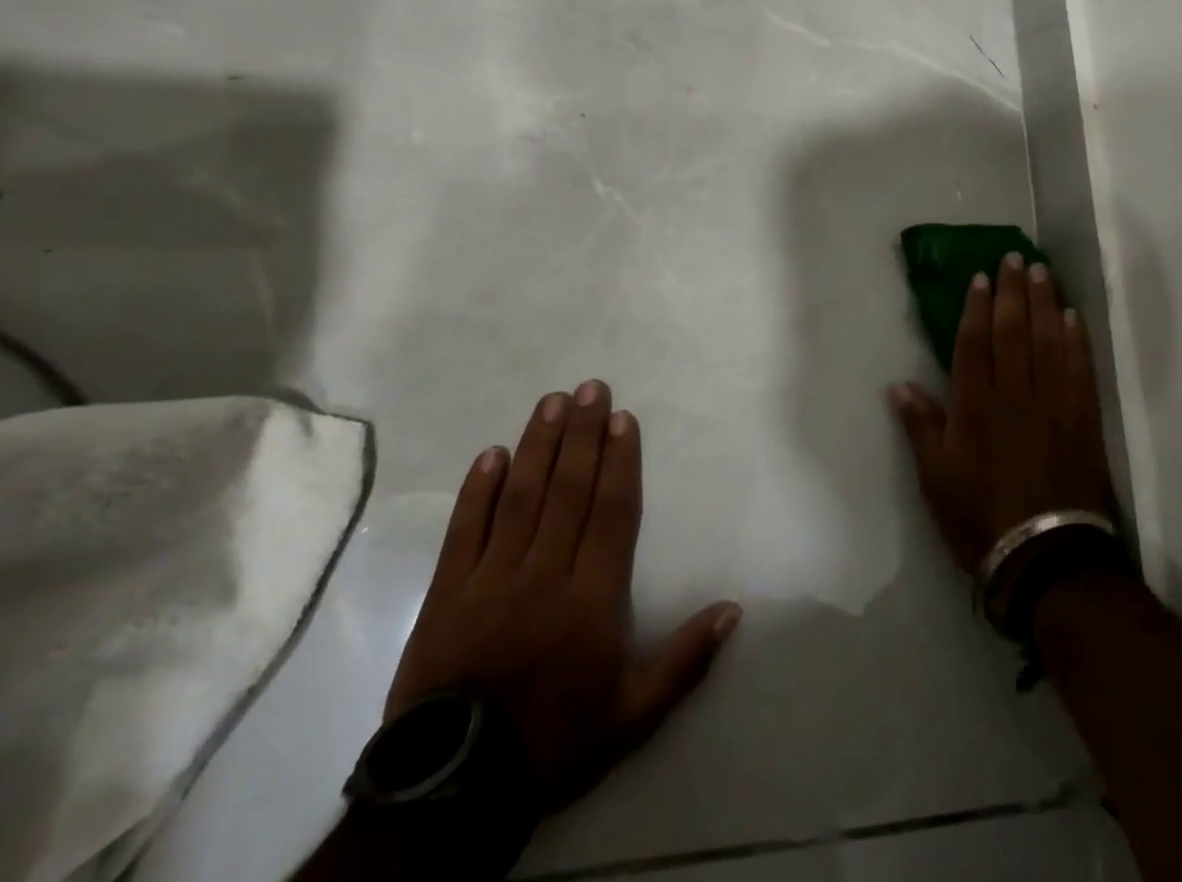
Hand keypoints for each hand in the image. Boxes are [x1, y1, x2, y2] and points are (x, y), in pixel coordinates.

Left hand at [386, 382, 740, 810]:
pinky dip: (477, 491)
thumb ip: (685, 660)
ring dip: (538, 445)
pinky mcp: (447, 594)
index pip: (611, 512)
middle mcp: (544, 574)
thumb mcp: (634, 715)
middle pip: (568, 491)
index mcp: (592, 598)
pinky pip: (464, 531)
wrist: (454, 794)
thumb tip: (734, 609)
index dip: (619, 461)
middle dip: (582, 434)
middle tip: (590, 388)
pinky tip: (492, 454)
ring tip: (551, 402)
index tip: (622, 419)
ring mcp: (491, 580)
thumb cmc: (554, 742)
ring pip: (521, 498)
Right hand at [890, 253, 1115, 574]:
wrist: (1045, 556)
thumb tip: (898, 385)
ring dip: (1046, 303)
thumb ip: (920, 427)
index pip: (976, 341)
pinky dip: (1077, 340)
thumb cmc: (979, 516)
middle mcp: (1015, 392)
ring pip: (1048, 340)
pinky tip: (1074, 318)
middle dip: (1014, 291)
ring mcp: (1052, 402)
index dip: (978, 305)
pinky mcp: (1082, 417)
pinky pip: (1080, 368)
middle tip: (1016, 258)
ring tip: (1044, 273)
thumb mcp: (935, 478)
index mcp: (975, 403)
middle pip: (1014, 330)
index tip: (983, 276)